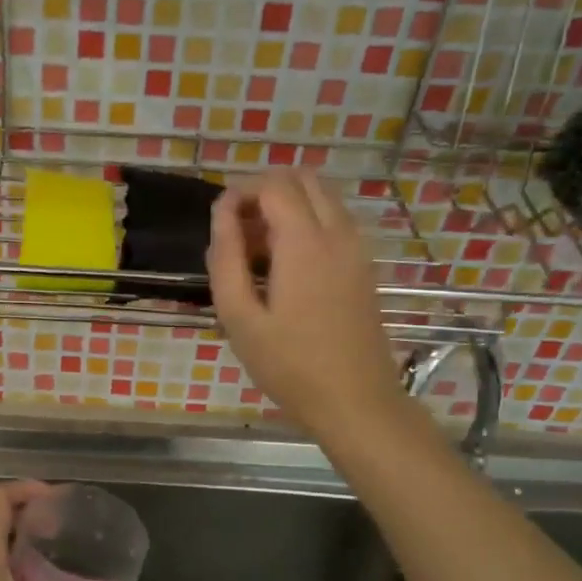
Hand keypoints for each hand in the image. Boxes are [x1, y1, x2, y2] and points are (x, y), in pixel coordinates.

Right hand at [207, 169, 405, 439]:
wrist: (355, 401)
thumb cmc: (289, 364)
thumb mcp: (239, 317)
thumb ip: (226, 259)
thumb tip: (221, 215)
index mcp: (305, 243)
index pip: (273, 185)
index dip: (240, 192)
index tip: (218, 222)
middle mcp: (337, 233)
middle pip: (303, 179)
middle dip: (265, 191)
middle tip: (238, 230)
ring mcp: (356, 248)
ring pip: (322, 197)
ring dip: (287, 206)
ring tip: (257, 250)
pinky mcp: (363, 266)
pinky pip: (334, 221)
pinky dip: (307, 223)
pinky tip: (285, 266)